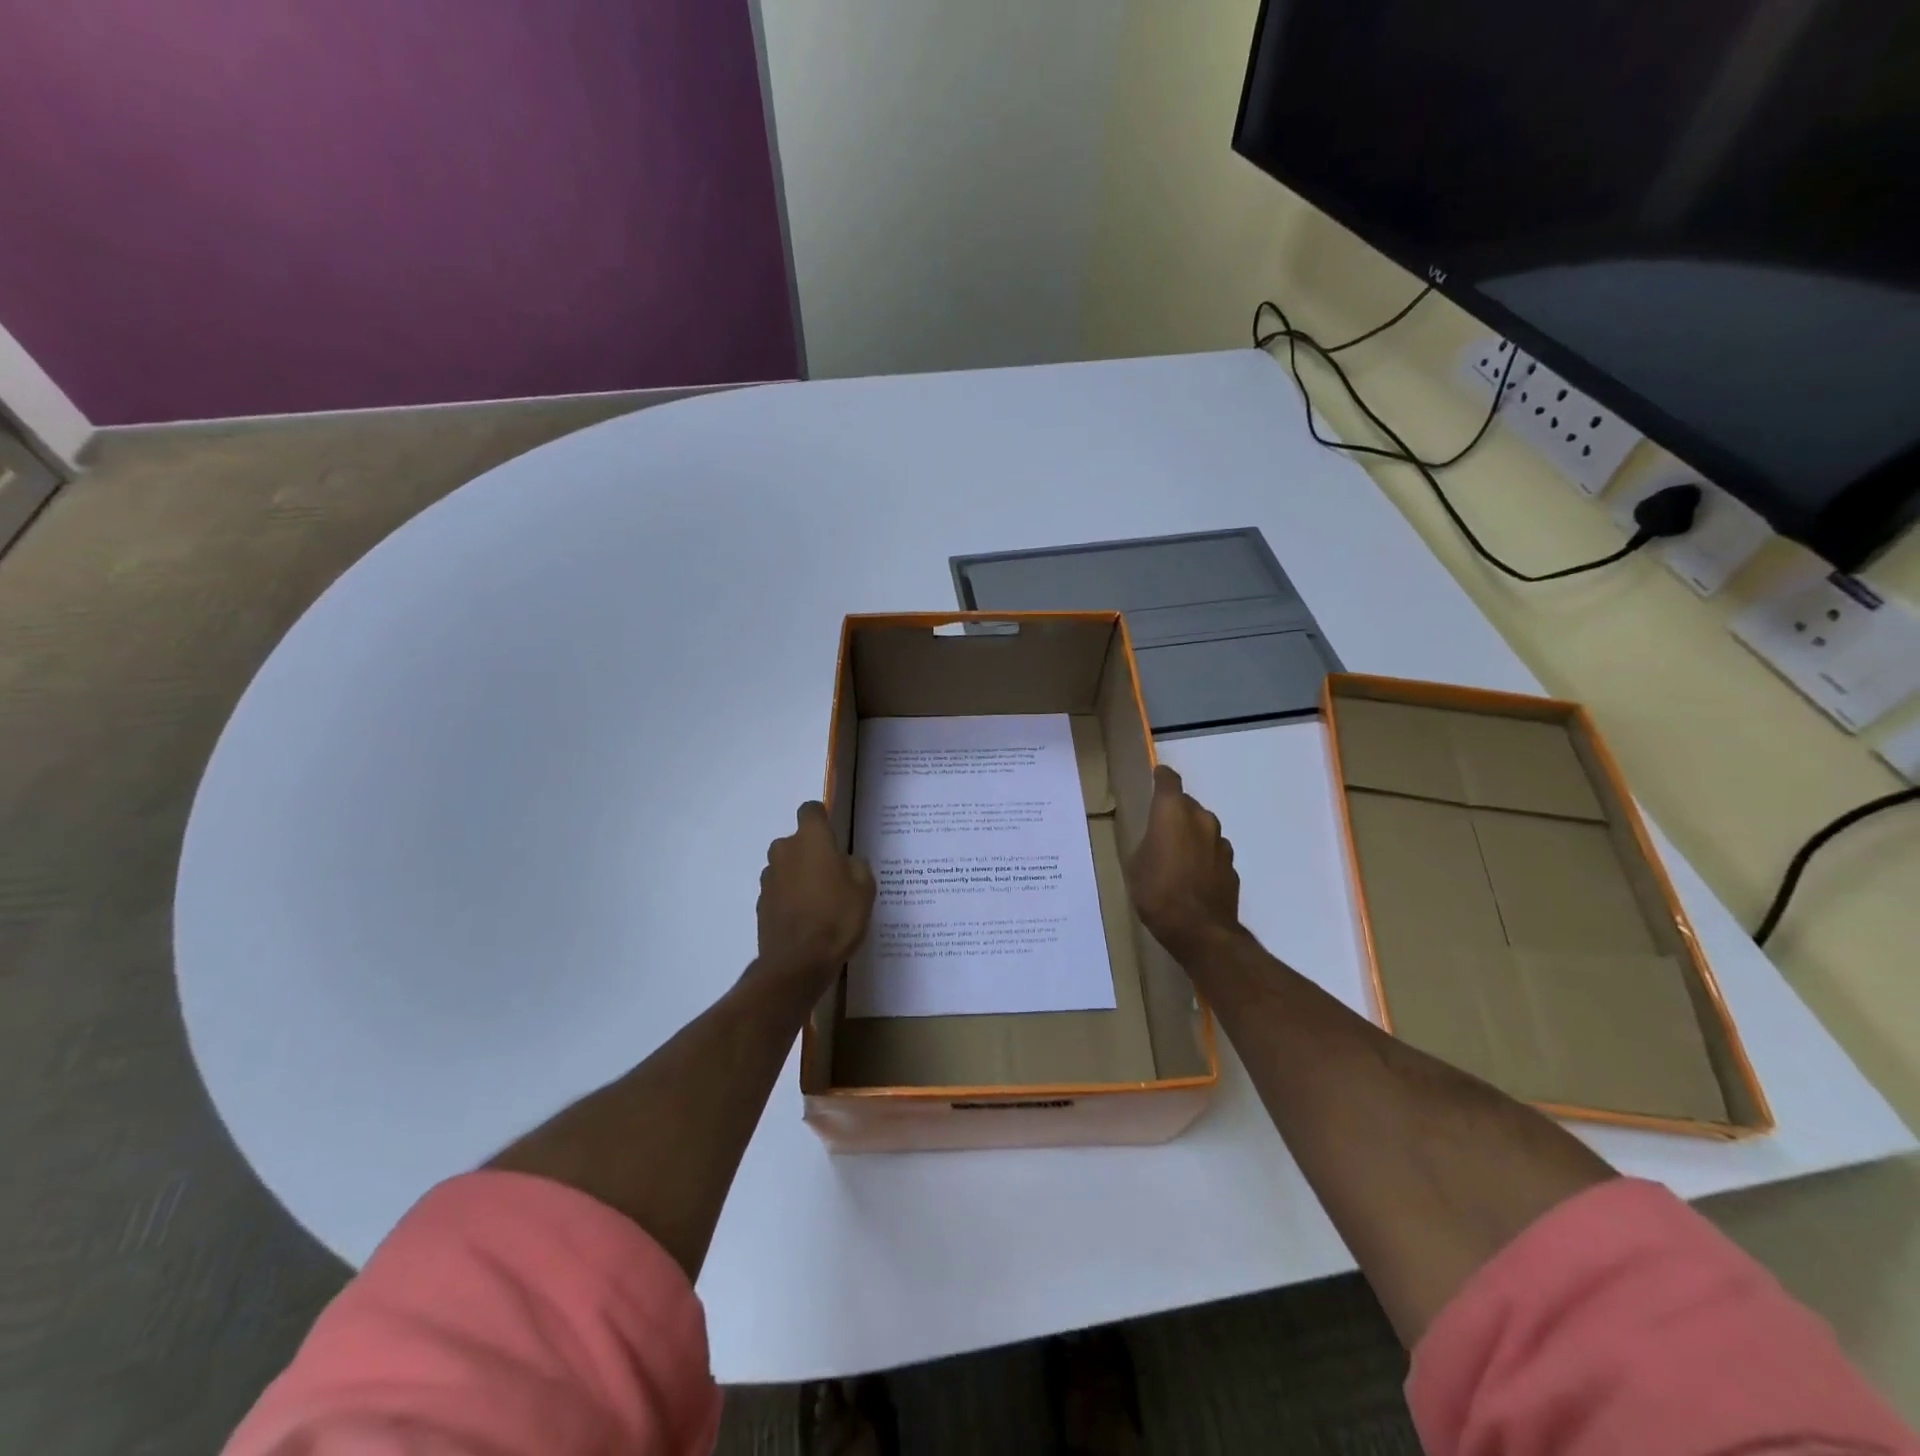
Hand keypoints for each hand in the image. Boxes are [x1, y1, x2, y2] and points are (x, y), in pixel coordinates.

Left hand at [755, 802, 875, 991]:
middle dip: (811, 852)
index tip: (834, 835)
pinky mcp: (761, 903)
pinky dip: (790, 898)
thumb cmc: (837, 918)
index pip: (810, 810)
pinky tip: (806, 918)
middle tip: (833, 875)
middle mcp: (784, 851)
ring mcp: (769, 878)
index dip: (822, 818)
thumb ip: (856, 866)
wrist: (798, 963)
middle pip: (797, 841)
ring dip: (799, 876)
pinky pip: (779, 891)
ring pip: (786, 867)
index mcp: (811, 840)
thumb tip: (845, 862)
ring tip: (820, 901)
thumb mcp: (864, 888)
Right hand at [1126, 765, 1241, 958]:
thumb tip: (1157, 840)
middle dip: (1174, 813)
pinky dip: (1203, 858)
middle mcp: (1201, 819)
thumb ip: (1148, 842)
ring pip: (1203, 829)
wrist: (1199, 930)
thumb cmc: (1156, 892)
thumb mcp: (1136, 864)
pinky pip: (1213, 852)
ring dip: (1191, 836)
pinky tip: (1192, 878)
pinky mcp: (1232, 866)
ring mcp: (1221, 843)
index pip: (1169, 780)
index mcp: (1172, 812)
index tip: (1155, 779)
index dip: (1161, 778)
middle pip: (1187, 805)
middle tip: (1159, 832)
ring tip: (1176, 858)